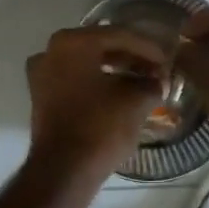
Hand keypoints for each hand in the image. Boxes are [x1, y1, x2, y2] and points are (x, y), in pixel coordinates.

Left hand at [26, 26, 169, 174]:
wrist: (63, 171)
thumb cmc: (100, 127)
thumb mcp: (136, 101)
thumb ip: (151, 83)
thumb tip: (158, 80)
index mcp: (74, 41)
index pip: (120, 36)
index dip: (148, 49)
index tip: (167, 61)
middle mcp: (52, 49)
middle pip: (101, 46)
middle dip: (130, 57)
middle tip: (155, 70)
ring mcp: (42, 73)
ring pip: (86, 62)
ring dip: (114, 69)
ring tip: (141, 82)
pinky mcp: (41, 96)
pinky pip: (74, 79)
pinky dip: (96, 82)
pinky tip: (117, 93)